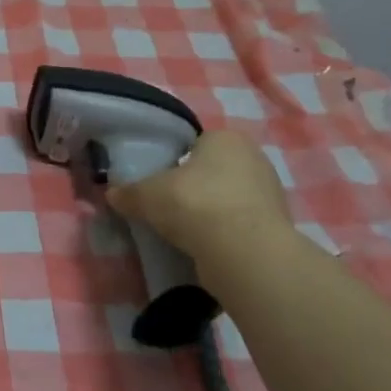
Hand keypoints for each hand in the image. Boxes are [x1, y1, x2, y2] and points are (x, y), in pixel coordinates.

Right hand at [104, 129, 292, 275]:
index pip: (195, 144)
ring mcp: (271, 193)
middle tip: (167, 205)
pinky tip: (204, 245)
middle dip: (193, 186)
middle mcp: (254, 158)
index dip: (174, 162)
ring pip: (228, 198)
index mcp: (225, 138)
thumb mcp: (145, 195)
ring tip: (184, 230)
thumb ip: (128, 192)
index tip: (159, 181)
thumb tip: (112, 194)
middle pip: (213, 171)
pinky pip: (239, 223)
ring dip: (209, 211)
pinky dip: (223, 232)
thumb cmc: (194, 204)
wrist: (244, 252)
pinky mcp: (277, 226)